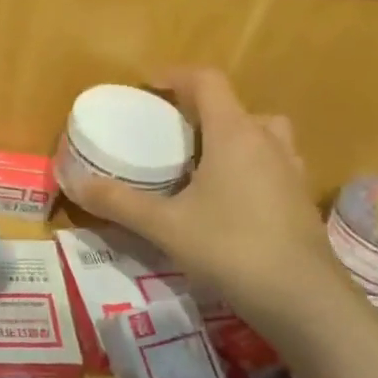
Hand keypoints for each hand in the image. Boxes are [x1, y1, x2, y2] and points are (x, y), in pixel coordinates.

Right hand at [62, 68, 347, 331]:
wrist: (304, 301)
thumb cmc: (231, 249)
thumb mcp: (164, 226)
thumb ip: (118, 202)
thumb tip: (74, 183)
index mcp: (234, 134)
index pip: (207, 81)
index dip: (175, 76)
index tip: (147, 87)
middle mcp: (267, 143)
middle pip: (236, 107)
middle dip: (203, 111)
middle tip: (173, 134)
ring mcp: (290, 172)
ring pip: (262, 135)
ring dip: (232, 138)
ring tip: (202, 164)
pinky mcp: (300, 201)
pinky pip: (272, 166)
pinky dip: (249, 168)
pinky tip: (228, 200)